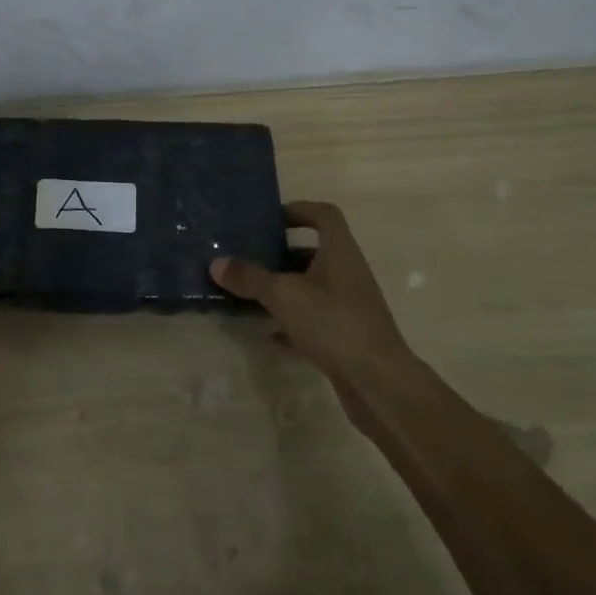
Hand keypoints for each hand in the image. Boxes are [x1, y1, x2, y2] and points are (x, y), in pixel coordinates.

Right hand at [211, 201, 416, 422]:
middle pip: (314, 253)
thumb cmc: (333, 323)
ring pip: (312, 289)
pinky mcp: (347, 338)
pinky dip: (291, 324)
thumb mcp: (284, 295)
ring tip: (250, 295)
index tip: (270, 219)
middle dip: (281, 255)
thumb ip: (250, 277)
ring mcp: (349, 307)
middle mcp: (348, 274)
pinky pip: (313, 322)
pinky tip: (268, 336)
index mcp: (340, 252)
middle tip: (250, 258)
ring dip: (284, 290)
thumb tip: (217, 263)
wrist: (379, 384)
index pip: (324, 215)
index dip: (299, 210)